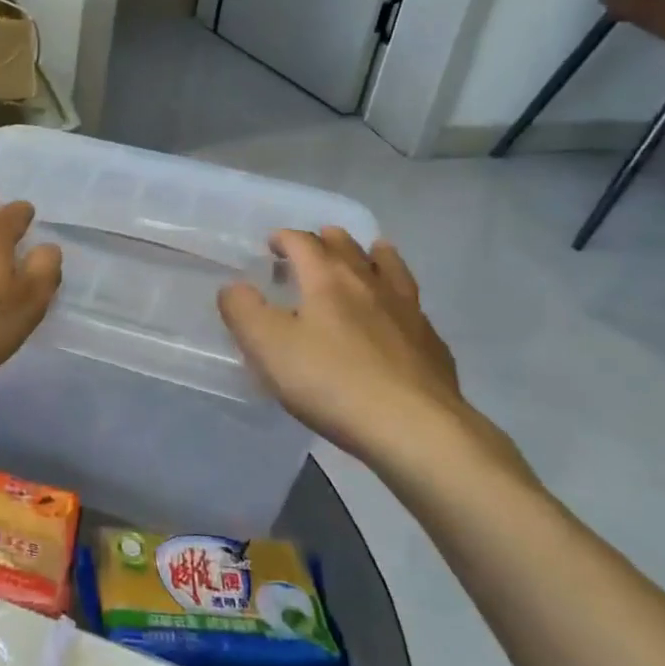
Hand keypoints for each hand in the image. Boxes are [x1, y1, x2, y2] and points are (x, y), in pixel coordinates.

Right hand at [219, 228, 520, 484]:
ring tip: (371, 252)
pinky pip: (412, 305)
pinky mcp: (430, 342)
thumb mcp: (268, 347)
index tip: (271, 244)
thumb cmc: (331, 382)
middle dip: (326, 241)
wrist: (413, 427)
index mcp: (327, 279)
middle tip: (313, 246)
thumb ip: (243, 311)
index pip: (303, 242)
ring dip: (373, 256)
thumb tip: (233, 288)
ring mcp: (406, 311)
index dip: (284, 238)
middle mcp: (369, 284)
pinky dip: (399, 297)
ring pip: (390, 268)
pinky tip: (400, 312)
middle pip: (347, 248)